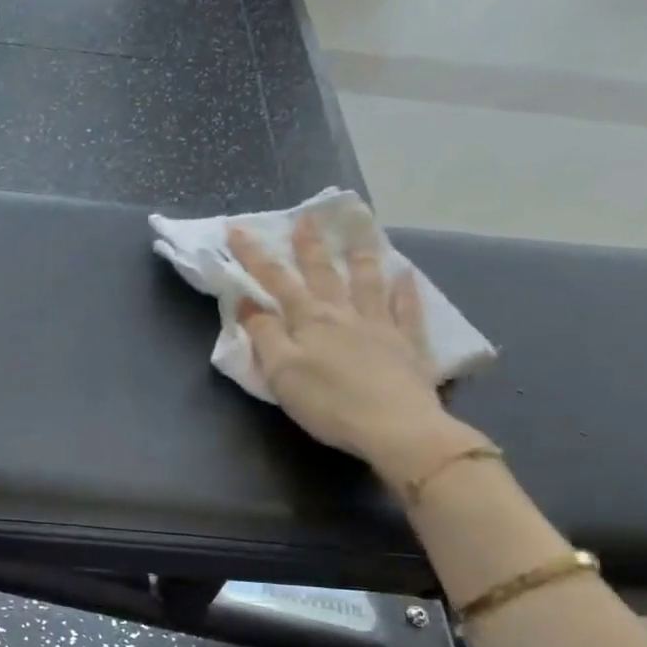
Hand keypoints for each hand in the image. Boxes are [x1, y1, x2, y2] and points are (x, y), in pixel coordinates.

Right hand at [228, 215, 476, 485]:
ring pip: (368, 282)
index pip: (275, 281)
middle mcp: (343, 314)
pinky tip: (406, 275)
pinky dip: (406, 291)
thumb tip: (247, 302)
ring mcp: (380, 326)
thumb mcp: (281, 372)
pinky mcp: (408, 345)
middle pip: (323, 273)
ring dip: (362, 254)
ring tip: (361, 228)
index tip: (238, 230)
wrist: (396, 428)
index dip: (254, 256)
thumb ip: (264, 335)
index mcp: (309, 321)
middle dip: (310, 245)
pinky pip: (407, 310)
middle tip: (306, 217)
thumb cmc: (329, 403)